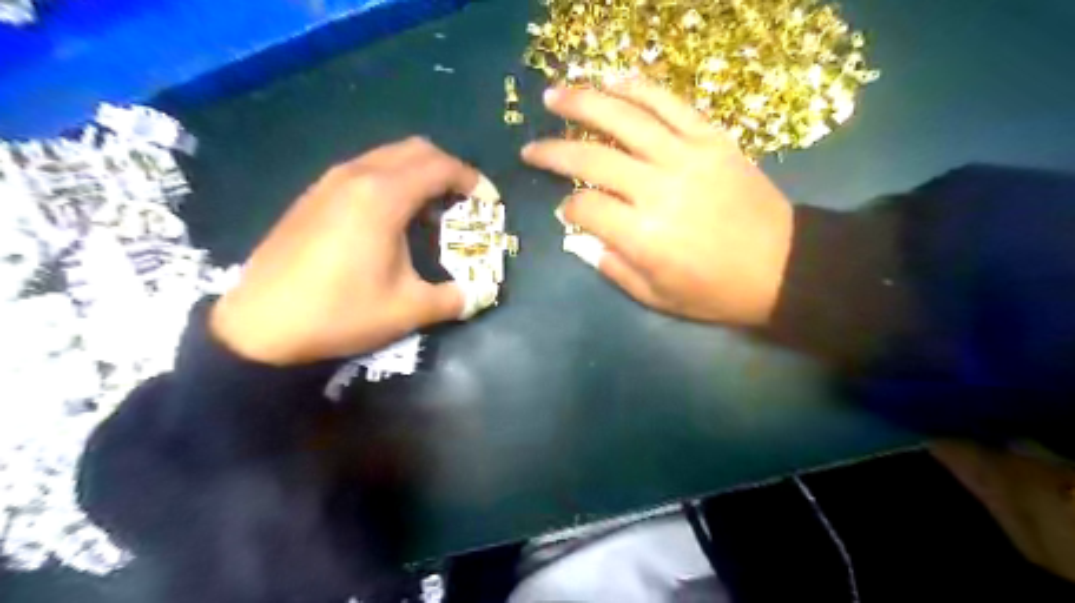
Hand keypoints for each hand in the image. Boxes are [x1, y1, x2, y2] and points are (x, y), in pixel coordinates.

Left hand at [213, 136, 502, 365]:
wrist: (260, 326)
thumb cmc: (341, 313)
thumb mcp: (408, 310)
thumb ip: (454, 298)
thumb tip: (480, 294)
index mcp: (383, 197)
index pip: (441, 167)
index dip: (473, 180)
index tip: (489, 203)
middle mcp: (357, 176)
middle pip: (416, 150)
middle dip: (449, 169)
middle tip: (464, 202)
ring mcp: (329, 182)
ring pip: (387, 156)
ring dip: (418, 173)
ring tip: (431, 210)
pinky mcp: (312, 196)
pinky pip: (364, 170)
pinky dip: (391, 180)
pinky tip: (391, 218)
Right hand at [521, 83, 797, 325]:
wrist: (785, 267)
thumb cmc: (716, 292)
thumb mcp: (657, 296)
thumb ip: (612, 266)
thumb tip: (579, 238)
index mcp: (642, 235)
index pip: (585, 207)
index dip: (568, 208)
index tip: (568, 211)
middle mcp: (657, 189)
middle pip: (592, 157)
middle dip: (554, 150)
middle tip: (531, 146)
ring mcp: (686, 157)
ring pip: (625, 118)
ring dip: (584, 102)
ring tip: (555, 95)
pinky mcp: (712, 139)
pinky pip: (670, 104)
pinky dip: (638, 89)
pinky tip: (613, 81)